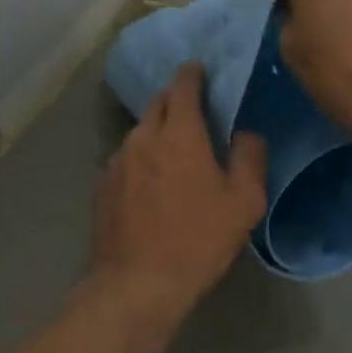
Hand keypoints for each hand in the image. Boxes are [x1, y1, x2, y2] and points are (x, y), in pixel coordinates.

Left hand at [92, 63, 267, 326]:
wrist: (138, 283)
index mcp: (180, 135)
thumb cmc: (198, 240)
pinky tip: (150, 183)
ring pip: (139, 133)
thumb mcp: (244, 202)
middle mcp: (142, 139)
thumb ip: (250, 158)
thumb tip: (247, 133)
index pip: (183, 86)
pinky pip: (125, 159)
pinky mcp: (101, 187)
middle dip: (175, 100)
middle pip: (157, 104)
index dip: (192, 74)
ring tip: (173, 151)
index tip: (200, 70)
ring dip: (157, 132)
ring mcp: (116, 162)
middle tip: (194, 111)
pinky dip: (140, 159)